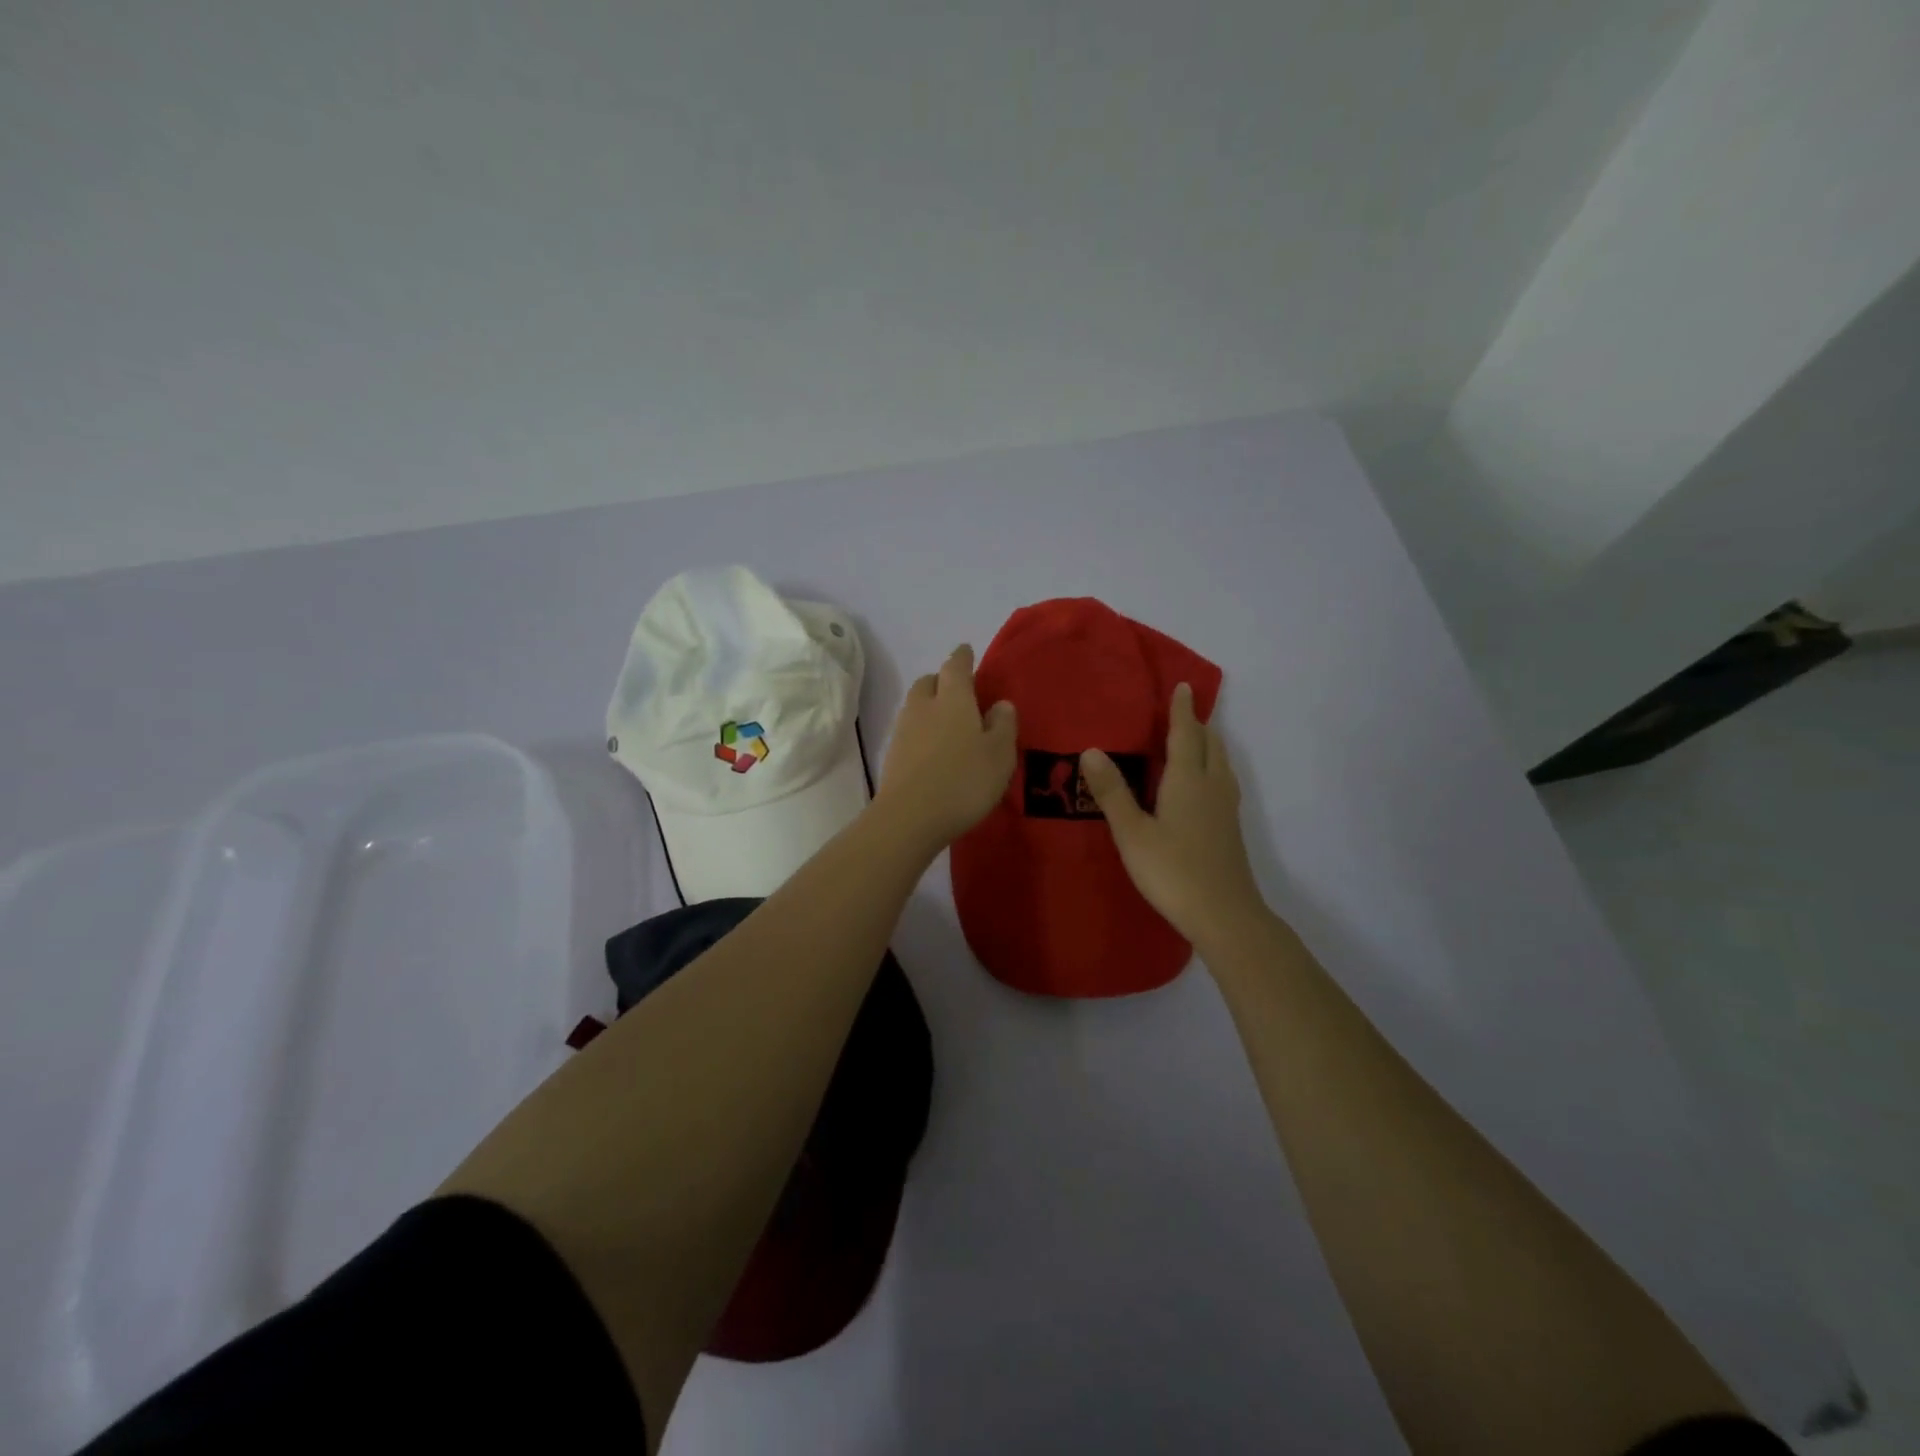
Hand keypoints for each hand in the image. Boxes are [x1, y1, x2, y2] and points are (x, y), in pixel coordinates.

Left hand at [874, 645, 1017, 854]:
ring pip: (915, 706)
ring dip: (929, 707)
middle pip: (928, 682)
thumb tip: (1000, 703)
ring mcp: (903, 731)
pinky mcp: (892, 756)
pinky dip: (921, 732)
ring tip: (947, 723)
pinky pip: (909, 732)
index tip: (966, 651)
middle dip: (941, 681)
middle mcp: (924, 707)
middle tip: (957, 691)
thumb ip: (1003, 725)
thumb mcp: (999, 754)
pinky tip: (933, 750)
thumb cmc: (964, 780)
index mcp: (953, 699)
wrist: (909, 817)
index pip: (955, 667)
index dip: (962, 657)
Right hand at [1080, 683, 1266, 944]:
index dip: (1183, 710)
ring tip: (1195, 740)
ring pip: (1221, 764)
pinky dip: (1213, 767)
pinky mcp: (1230, 829)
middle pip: (1211, 745)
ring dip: (1209, 745)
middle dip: (1199, 724)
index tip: (1184, 686)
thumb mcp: (1133, 833)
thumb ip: (1112, 792)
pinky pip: (1223, 782)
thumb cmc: (1173, 871)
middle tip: (1185, 711)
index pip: (1186, 735)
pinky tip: (1202, 785)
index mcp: (1188, 781)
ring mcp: (1226, 809)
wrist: (1224, 915)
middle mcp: (1212, 787)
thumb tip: (1091, 750)